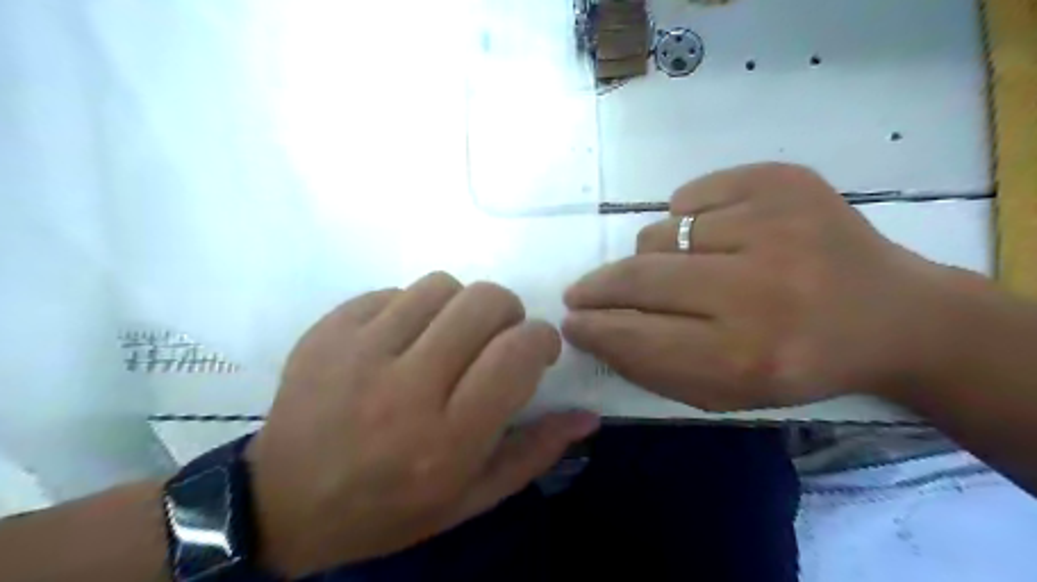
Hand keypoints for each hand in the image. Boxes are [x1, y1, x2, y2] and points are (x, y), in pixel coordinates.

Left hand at [246, 272, 599, 576]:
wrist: (284, 503)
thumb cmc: (389, 507)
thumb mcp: (470, 498)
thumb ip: (534, 452)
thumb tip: (587, 414)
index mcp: (448, 437)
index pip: (516, 352)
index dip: (541, 338)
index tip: (538, 348)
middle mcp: (406, 387)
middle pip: (483, 302)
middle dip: (507, 311)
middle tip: (497, 337)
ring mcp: (360, 351)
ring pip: (441, 285)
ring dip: (459, 305)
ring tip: (447, 337)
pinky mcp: (329, 330)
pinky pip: (394, 290)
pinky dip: (413, 308)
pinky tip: (402, 340)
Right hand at [564, 161, 969, 411]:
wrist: (893, 314)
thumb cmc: (799, 362)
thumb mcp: (727, 392)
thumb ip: (653, 366)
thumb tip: (593, 328)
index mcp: (749, 355)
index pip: (638, 335)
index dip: (595, 327)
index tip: (571, 321)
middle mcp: (761, 289)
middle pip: (641, 276)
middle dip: (599, 286)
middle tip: (582, 292)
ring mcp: (776, 224)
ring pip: (662, 232)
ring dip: (656, 256)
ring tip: (687, 269)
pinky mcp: (784, 181)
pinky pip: (692, 196)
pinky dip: (689, 218)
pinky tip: (719, 236)